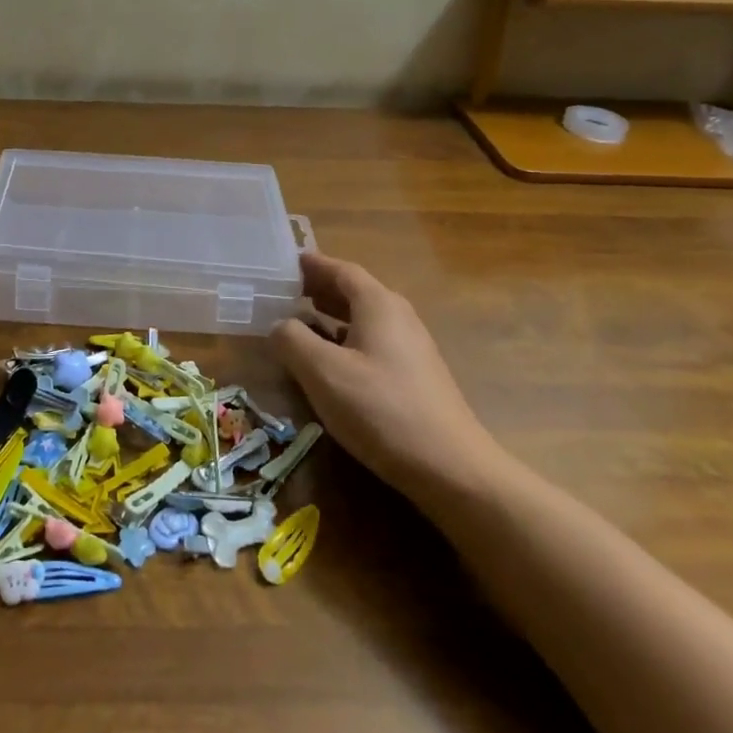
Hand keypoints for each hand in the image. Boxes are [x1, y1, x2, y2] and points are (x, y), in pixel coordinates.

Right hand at [270, 252, 506, 508]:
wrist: (452, 469)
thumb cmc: (381, 410)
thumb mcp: (323, 372)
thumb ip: (292, 340)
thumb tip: (280, 325)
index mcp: (378, 304)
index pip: (341, 269)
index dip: (312, 264)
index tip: (284, 263)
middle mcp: (398, 316)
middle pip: (354, 291)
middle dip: (319, 288)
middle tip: (284, 292)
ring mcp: (411, 347)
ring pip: (364, 319)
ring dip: (331, 315)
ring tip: (300, 322)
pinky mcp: (415, 377)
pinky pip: (373, 342)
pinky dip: (346, 339)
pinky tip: (330, 361)